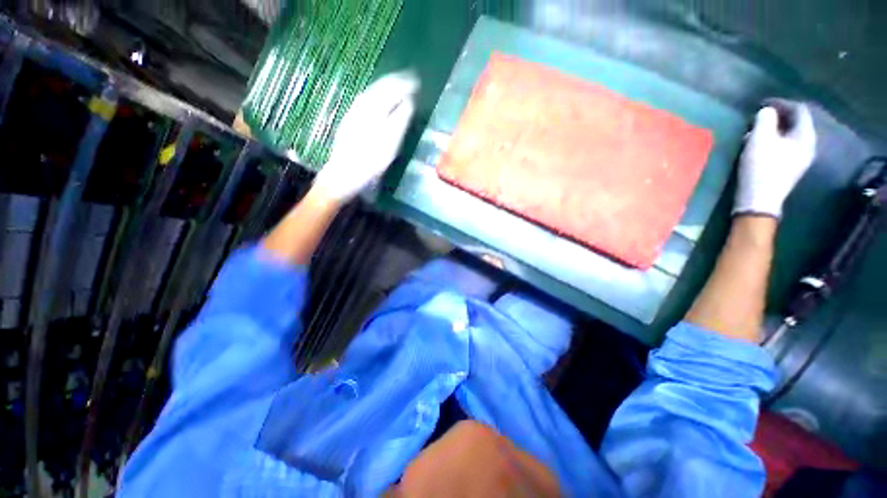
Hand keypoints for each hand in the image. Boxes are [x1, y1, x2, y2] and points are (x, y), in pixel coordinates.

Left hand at [313, 71, 419, 201]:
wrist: (344, 173)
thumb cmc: (371, 161)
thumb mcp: (390, 143)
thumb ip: (400, 120)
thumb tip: (409, 102)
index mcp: (374, 109)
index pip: (391, 89)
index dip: (404, 85)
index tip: (416, 82)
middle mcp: (362, 106)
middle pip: (379, 88)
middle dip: (394, 82)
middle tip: (408, 80)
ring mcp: (354, 113)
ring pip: (370, 93)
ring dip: (384, 87)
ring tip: (395, 85)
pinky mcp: (349, 121)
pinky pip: (364, 101)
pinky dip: (374, 95)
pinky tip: (377, 99)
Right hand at [734, 100, 816, 217]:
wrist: (759, 201)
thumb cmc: (761, 168)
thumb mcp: (759, 139)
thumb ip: (765, 119)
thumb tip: (767, 111)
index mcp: (805, 136)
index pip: (799, 110)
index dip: (782, 102)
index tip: (763, 103)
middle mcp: (808, 145)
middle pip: (796, 122)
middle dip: (778, 116)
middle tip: (759, 116)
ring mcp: (800, 158)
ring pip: (789, 135)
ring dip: (774, 129)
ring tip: (756, 130)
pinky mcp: (790, 168)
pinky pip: (785, 146)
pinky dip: (774, 140)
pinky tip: (760, 145)